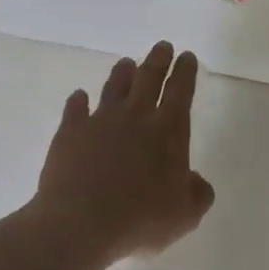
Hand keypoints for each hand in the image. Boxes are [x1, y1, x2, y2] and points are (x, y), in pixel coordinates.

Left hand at [33, 42, 215, 264]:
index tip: (187, 56)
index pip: (180, 92)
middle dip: (158, 60)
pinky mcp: (70, 133)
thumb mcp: (185, 215)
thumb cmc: (140, 219)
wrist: (80, 223)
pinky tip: (78, 97)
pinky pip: (75, 109)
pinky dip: (78, 101)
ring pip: (114, 88)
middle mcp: (136, 117)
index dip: (185, 72)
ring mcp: (100, 122)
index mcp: (168, 132)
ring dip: (122, 74)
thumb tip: (195, 180)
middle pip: (149, 79)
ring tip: (126, 63)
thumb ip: (197, 194)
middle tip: (162, 45)